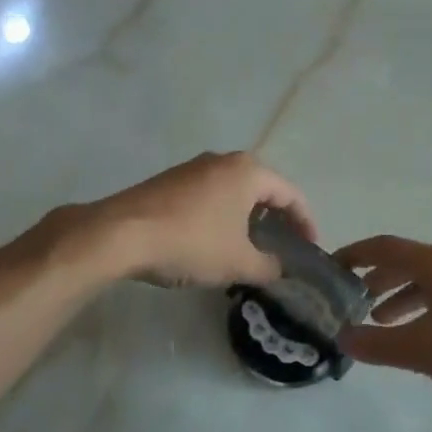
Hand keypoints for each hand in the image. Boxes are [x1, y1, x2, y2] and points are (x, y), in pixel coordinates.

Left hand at [79, 152, 316, 288]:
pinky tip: (214, 241)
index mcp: (248, 172)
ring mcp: (193, 168)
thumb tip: (279, 270)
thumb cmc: (191, 243)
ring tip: (250, 247)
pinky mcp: (169, 182)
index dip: (305, 223)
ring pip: (233, 191)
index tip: (310, 248)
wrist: (121, 234)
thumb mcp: (238, 262)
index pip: (290, 194)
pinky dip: (221, 216)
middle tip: (282, 246)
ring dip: (246, 217)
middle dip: (275, 218)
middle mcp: (222, 161)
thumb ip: (268, 266)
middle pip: (262, 188)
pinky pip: (209, 196)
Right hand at [337, 235, 431, 407]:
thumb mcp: (421, 351)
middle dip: (376, 278)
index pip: (383, 247)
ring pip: (428, 279)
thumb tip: (343, 338)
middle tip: (352, 300)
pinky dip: (425, 305)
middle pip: (406, 261)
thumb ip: (376, 344)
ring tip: (381, 321)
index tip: (330, 268)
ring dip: (400, 295)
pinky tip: (424, 333)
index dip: (353, 254)